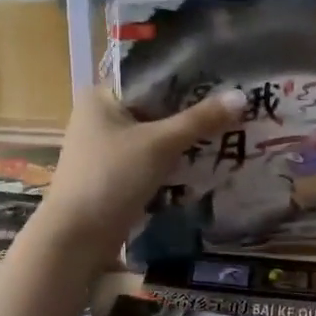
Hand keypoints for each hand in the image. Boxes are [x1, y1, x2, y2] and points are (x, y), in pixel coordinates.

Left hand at [31, 85, 245, 264]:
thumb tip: (241, 96)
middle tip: (233, 107)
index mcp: (101, 96)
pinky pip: (149, 158)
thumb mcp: (160, 144)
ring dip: (184, 138)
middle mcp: (99, 116)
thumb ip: (200, 120)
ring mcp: (105, 148)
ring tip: (228, 131)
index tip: (224, 79)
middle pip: (155, 106)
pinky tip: (204, 161)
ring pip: (154, 134)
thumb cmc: (111, 178)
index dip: (188, 77)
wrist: (75, 240)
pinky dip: (172, 159)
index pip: (151, 76)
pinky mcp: (113, 175)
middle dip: (191, 111)